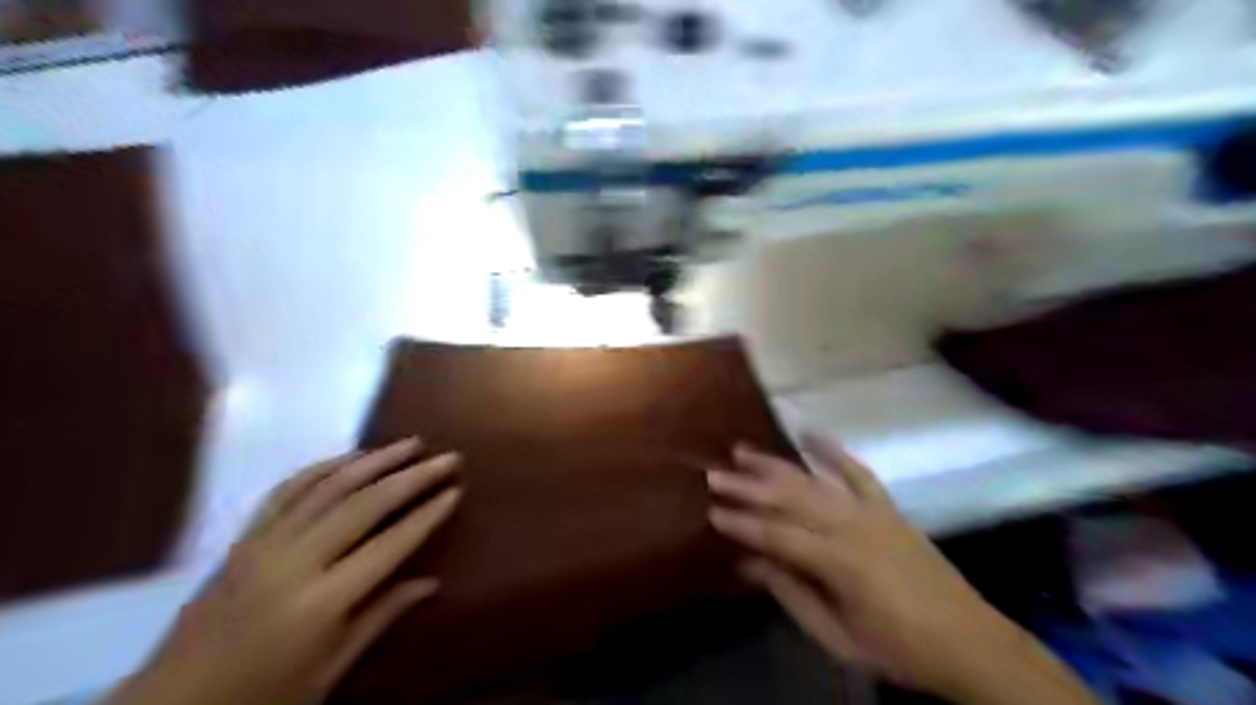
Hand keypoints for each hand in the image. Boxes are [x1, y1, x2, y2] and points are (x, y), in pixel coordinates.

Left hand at [110, 438, 459, 703]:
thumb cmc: (261, 698)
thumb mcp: (329, 671)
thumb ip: (381, 618)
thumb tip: (432, 583)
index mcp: (321, 602)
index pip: (390, 544)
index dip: (427, 515)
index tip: (456, 490)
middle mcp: (294, 562)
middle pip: (365, 504)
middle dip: (412, 477)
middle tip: (448, 457)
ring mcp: (263, 544)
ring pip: (329, 486)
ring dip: (375, 460)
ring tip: (410, 444)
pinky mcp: (242, 538)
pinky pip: (287, 490)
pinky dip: (323, 467)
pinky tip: (351, 457)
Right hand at [710, 439, 1095, 701]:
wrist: (968, 641)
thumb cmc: (897, 648)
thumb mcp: (838, 637)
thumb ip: (791, 595)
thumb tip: (749, 563)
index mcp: (838, 563)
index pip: (777, 535)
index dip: (742, 523)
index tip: (711, 511)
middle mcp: (851, 526)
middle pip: (789, 499)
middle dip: (749, 486)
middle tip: (714, 474)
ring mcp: (871, 511)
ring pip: (814, 480)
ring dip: (776, 464)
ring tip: (743, 450)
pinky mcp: (887, 507)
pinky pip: (857, 471)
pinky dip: (832, 450)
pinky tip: (809, 434)